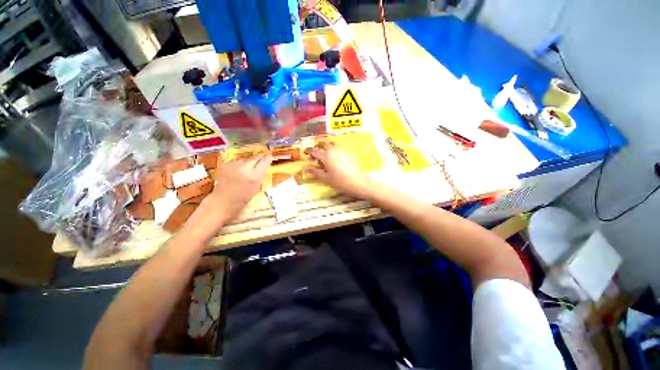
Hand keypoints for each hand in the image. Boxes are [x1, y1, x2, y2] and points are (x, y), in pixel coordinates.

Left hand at [201, 154, 271, 224]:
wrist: (223, 201)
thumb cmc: (243, 198)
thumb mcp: (257, 187)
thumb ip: (261, 175)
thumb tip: (265, 165)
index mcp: (254, 176)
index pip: (264, 161)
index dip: (268, 158)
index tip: (270, 157)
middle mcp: (245, 168)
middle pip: (255, 157)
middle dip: (259, 158)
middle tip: (261, 161)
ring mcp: (234, 165)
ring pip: (246, 159)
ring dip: (248, 162)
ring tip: (247, 170)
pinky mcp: (225, 164)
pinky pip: (236, 162)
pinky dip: (239, 165)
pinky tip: (237, 172)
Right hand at [305, 146, 370, 198]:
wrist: (358, 182)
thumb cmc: (340, 182)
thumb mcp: (325, 178)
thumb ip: (315, 172)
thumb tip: (305, 168)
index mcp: (326, 157)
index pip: (314, 151)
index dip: (309, 151)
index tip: (305, 152)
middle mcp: (333, 151)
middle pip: (324, 144)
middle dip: (318, 146)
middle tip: (316, 152)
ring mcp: (342, 151)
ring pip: (332, 144)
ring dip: (327, 146)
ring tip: (325, 153)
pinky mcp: (348, 154)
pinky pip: (339, 147)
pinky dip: (334, 149)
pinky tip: (335, 157)